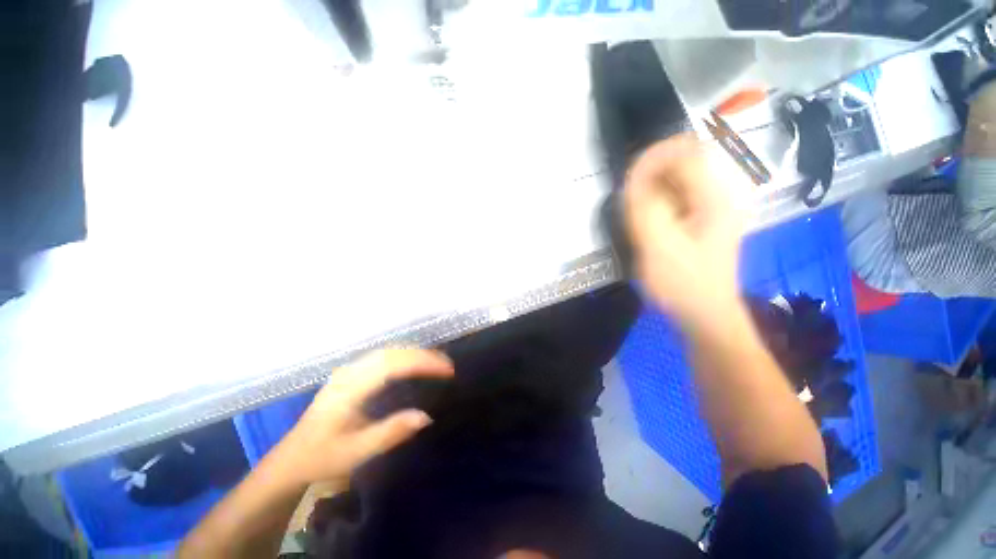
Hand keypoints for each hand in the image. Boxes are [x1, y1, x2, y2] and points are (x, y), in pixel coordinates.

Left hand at [273, 349, 453, 488]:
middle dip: (422, 355)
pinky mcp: (350, 373)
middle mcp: (349, 373)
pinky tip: (413, 362)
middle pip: (391, 353)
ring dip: (413, 353)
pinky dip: (403, 355)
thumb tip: (426, 416)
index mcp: (349, 390)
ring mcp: (348, 371)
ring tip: (436, 361)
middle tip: (447, 364)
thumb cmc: (322, 457)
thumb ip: (390, 433)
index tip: (446, 370)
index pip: (392, 366)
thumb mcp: (356, 453)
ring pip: (387, 351)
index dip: (422, 363)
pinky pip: (381, 356)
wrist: (290, 458)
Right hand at [624, 134, 747, 327]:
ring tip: (636, 213)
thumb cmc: (683, 285)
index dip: (653, 156)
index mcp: (715, 198)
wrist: (705, 315)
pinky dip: (657, 202)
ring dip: (652, 189)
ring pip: (677, 180)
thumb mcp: (658, 246)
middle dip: (651, 174)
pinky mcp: (702, 221)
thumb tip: (634, 176)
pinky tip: (648, 222)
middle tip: (630, 200)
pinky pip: (676, 198)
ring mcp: (712, 208)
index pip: (686, 152)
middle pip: (683, 162)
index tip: (627, 177)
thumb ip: (645, 208)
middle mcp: (719, 195)